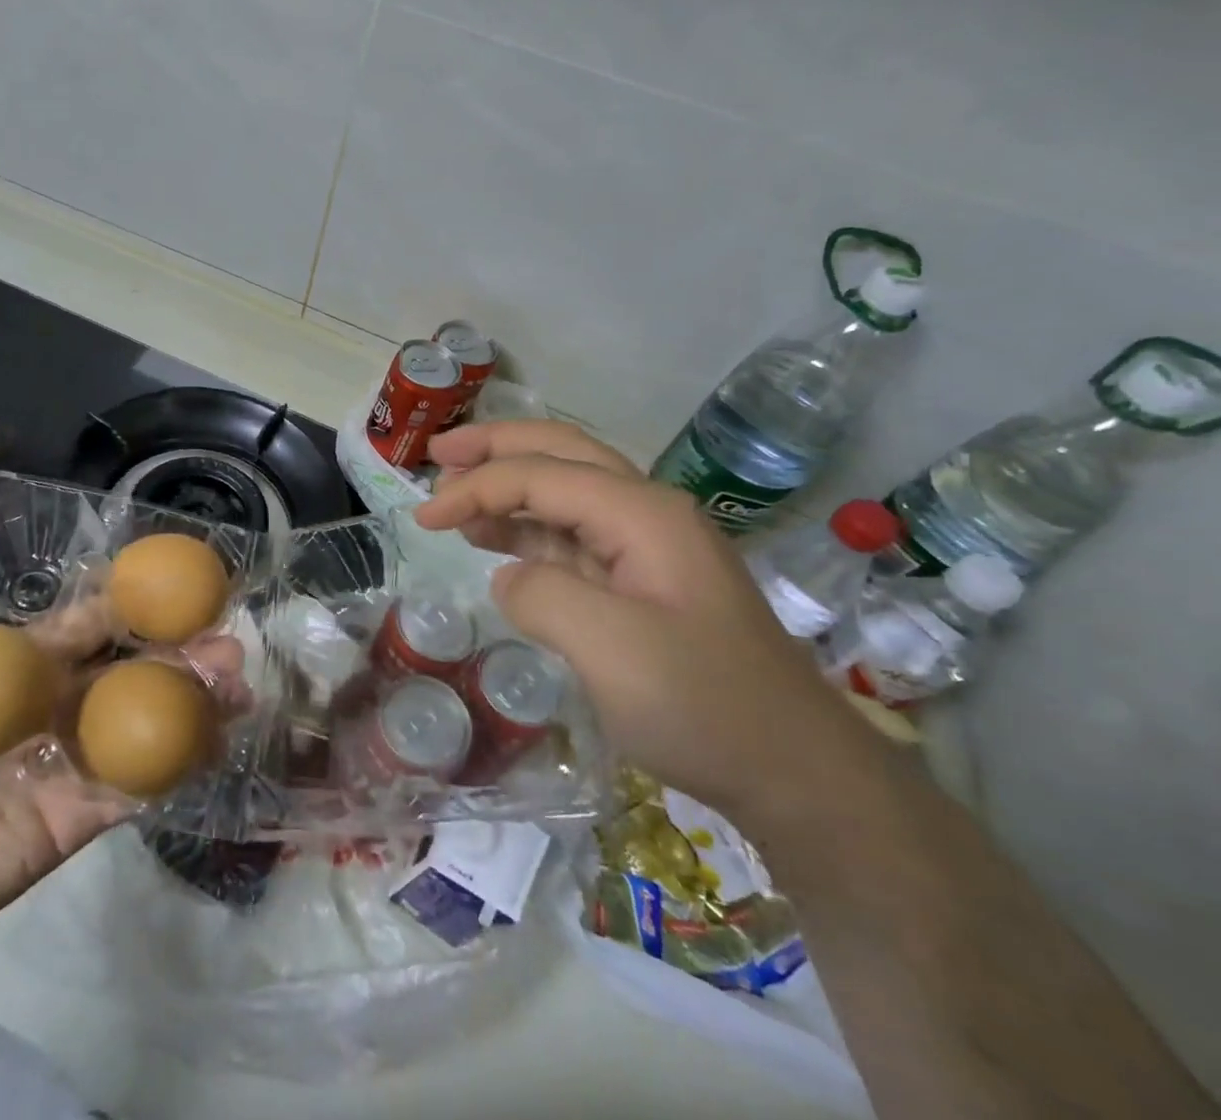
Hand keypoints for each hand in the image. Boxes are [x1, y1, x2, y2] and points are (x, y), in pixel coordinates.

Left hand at [0, 580, 241, 971]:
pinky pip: (137, 786)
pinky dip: (179, 766)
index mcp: (21, 669)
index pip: (83, 625)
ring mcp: (75, 759)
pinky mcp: (80, 814)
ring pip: (146, 721)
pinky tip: (218, 746)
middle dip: (181, 650)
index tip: (174, 579)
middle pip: (131, 668)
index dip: (125, 602)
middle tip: (229, 640)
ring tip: (239, 686)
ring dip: (195, 702)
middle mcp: (59, 705)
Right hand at [415, 420, 883, 825]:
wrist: (797, 774)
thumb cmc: (703, 705)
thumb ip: (541, 594)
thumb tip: (509, 578)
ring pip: (566, 492)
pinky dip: (529, 529)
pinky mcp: (644, 583)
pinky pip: (574, 536)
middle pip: (560, 453)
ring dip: (509, 487)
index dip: (475, 487)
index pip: (539, 475)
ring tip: (455, 500)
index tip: (424, 518)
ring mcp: (648, 547)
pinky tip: (499, 542)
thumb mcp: (609, 648)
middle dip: (495, 446)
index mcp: (641, 512)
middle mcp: (646, 513)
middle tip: (438, 453)